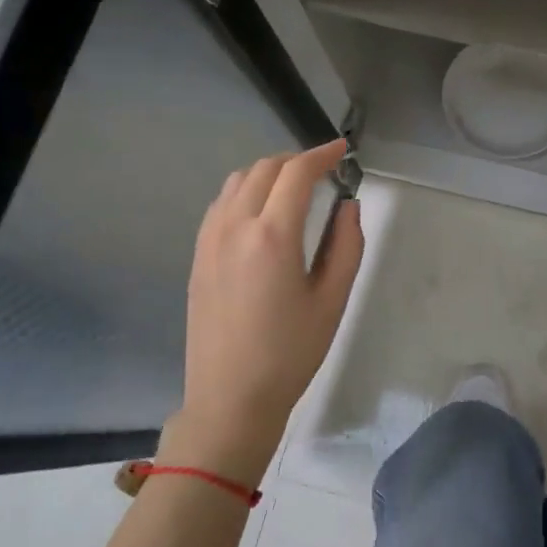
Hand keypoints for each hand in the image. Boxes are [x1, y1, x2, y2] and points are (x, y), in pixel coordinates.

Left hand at [165, 140, 363, 485]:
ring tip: (294, 187)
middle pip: (264, 169)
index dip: (322, 154)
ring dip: (268, 173)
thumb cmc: (291, 352)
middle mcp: (234, 226)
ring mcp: (209, 240)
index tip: (343, 150)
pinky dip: (245, 192)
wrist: (231, 396)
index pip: (296, 173)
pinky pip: (221, 204)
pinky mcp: (198, 256)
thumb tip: (348, 206)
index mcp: (272, 235)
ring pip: (237, 182)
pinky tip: (262, 212)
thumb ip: (346, 245)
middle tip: (324, 170)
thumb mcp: (333, 300)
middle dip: (296, 160)